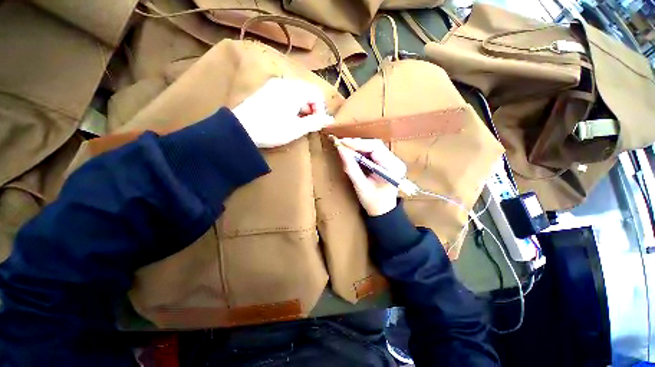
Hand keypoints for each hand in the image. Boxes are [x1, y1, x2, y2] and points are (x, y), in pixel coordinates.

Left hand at [232, 78, 332, 147]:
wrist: (240, 129)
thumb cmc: (272, 130)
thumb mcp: (297, 129)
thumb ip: (315, 122)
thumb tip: (329, 120)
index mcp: (295, 90)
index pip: (317, 94)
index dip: (321, 109)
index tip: (317, 123)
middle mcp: (285, 83)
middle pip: (307, 92)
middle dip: (311, 108)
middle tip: (308, 124)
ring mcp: (273, 85)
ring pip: (296, 93)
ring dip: (302, 107)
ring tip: (297, 122)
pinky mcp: (265, 90)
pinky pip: (285, 93)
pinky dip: (291, 104)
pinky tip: (286, 116)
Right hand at [337, 138, 406, 216]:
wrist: (383, 210)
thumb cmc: (373, 202)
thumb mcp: (360, 186)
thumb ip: (351, 167)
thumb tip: (340, 150)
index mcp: (392, 168)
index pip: (375, 148)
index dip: (358, 144)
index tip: (342, 142)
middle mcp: (396, 161)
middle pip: (375, 145)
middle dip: (357, 144)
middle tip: (342, 144)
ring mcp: (393, 161)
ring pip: (374, 146)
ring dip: (359, 146)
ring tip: (345, 147)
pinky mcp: (388, 162)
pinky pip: (374, 152)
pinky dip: (362, 151)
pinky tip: (353, 152)